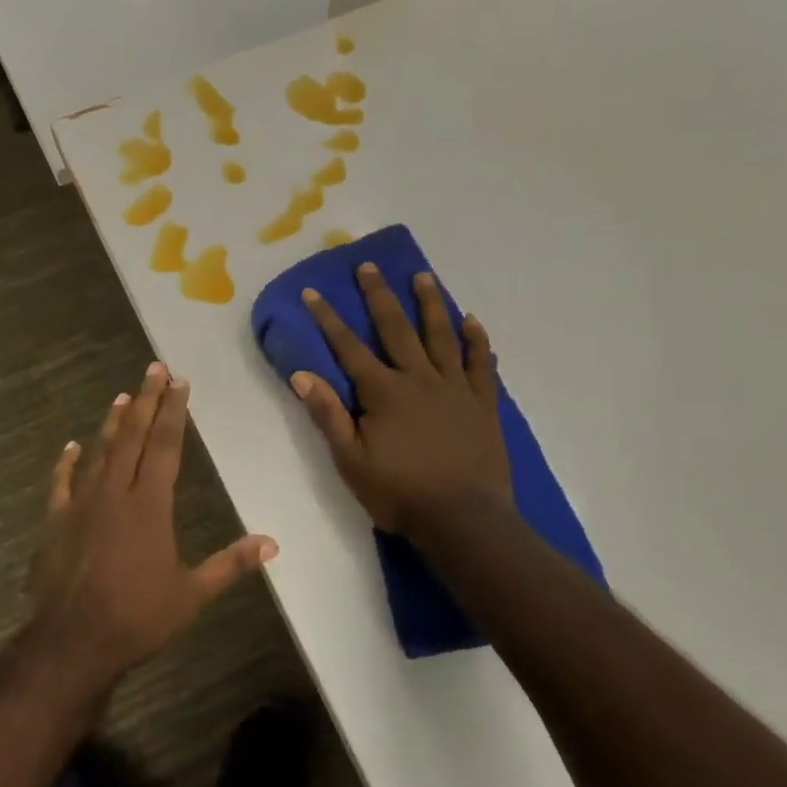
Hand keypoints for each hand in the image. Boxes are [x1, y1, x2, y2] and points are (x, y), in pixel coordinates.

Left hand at [28, 362, 277, 682]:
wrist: (73, 641)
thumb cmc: (138, 617)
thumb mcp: (193, 594)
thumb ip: (231, 564)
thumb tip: (273, 543)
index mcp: (150, 504)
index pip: (166, 445)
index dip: (174, 412)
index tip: (179, 382)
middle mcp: (116, 492)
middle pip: (133, 436)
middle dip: (147, 400)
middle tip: (155, 368)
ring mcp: (82, 503)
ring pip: (99, 451)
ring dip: (112, 423)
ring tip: (122, 396)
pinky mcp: (56, 520)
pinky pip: (61, 483)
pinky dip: (66, 463)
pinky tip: (70, 446)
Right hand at [292, 265, 513, 535]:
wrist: (464, 521)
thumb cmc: (400, 493)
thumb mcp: (351, 461)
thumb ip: (328, 415)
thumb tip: (302, 375)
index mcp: (384, 392)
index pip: (349, 348)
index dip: (328, 319)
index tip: (313, 291)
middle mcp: (419, 379)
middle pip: (396, 329)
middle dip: (379, 295)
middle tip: (369, 266)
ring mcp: (456, 388)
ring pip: (441, 336)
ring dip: (430, 304)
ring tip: (423, 276)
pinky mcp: (483, 403)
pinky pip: (481, 364)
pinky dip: (477, 340)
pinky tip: (471, 320)